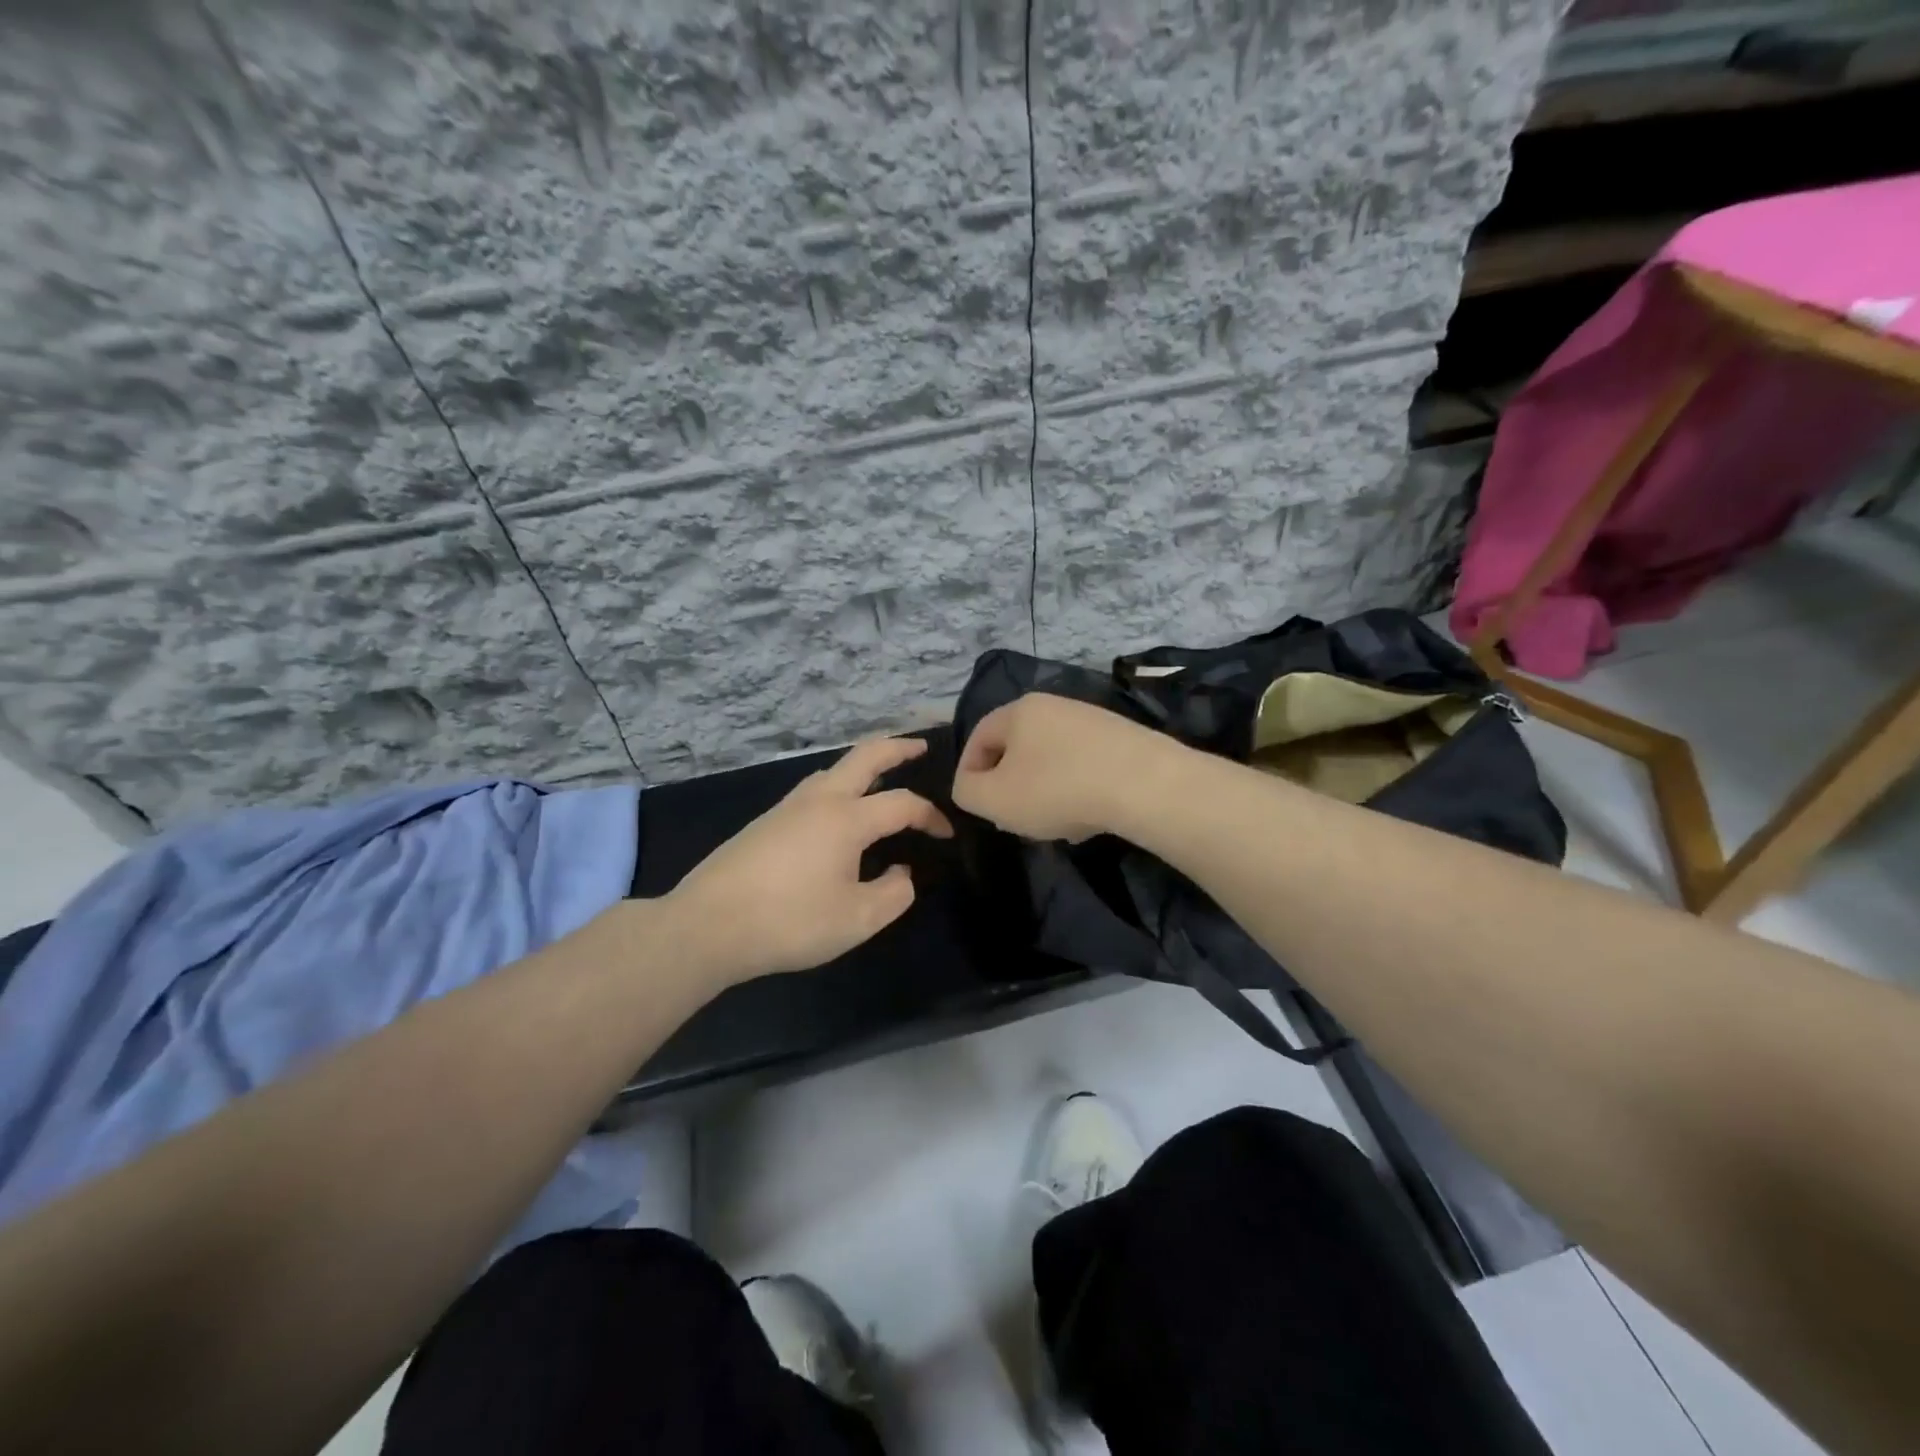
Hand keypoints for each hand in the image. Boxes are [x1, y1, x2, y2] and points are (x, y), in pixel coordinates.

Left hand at [667, 736, 953, 983]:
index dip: (931, 816)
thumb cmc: (789, 922)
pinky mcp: (764, 823)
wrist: (707, 927)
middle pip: (864, 756)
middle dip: (896, 746)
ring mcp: (786, 808)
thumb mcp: (857, 920)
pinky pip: (813, 791)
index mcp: (847, 818)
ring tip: (880, 779)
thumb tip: (902, 873)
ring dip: (862, 766)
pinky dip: (838, 787)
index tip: (947, 835)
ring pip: (832, 770)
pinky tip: (836, 815)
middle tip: (920, 745)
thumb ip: (894, 894)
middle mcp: (819, 800)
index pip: (902, 804)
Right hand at [953, 693, 1178, 841]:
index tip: (974, 806)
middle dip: (1009, 786)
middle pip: (1016, 749)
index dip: (967, 773)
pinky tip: (1087, 818)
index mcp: (1019, 710)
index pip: (977, 737)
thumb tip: (971, 786)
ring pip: (1051, 761)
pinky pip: (1083, 766)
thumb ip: (967, 792)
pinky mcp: (1122, 739)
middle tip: (1012, 819)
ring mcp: (1091, 720)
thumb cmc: (1058, 789)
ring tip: (1053, 826)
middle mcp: (1054, 705)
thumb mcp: (994, 799)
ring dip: (1043, 793)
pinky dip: (1076, 791)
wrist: (1146, 785)